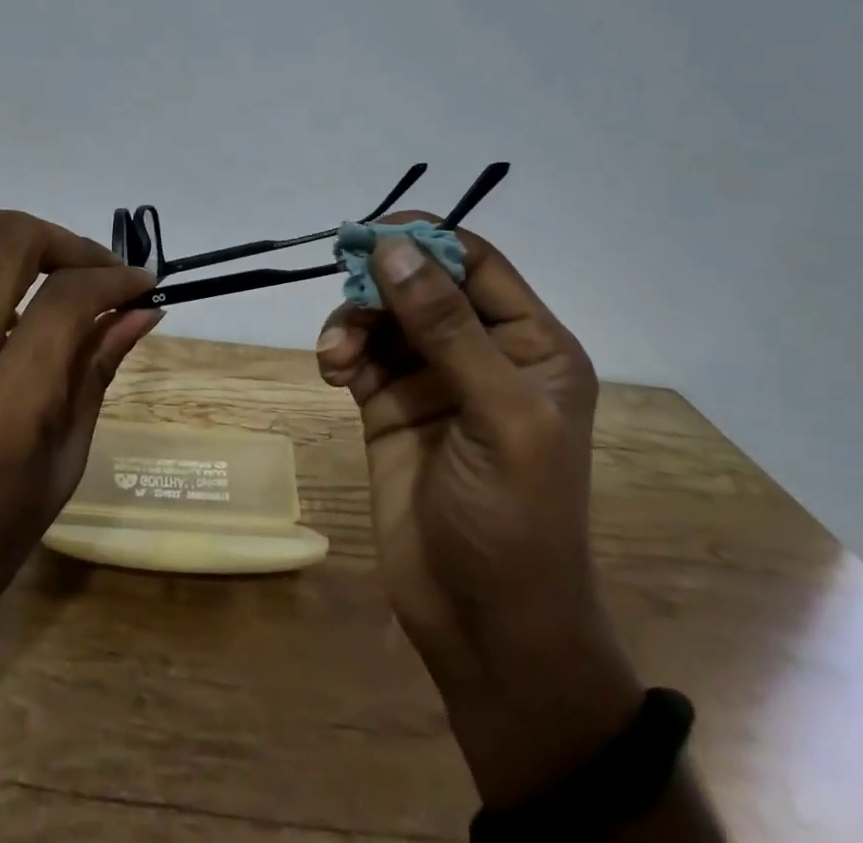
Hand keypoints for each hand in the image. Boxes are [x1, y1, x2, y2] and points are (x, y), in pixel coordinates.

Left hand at [0, 210, 160, 667]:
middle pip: (6, 245)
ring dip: (9, 229)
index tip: (140, 283)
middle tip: (93, 266)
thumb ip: (97, 368)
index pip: (63, 302)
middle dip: (64, 240)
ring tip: (45, 255)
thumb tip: (142, 308)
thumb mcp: (64, 461)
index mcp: (0, 414)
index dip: (112, 278)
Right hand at [315, 214, 645, 809]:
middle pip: (419, 282)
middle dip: (377, 284)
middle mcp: (481, 352)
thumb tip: (393, 246)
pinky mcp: (389, 405)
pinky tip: (332, 373)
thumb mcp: (498, 416)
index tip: (366, 234)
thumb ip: (447, 327)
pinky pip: (358, 352)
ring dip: (352, 321)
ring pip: (381, 315)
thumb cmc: (515, 521)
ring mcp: (431, 379)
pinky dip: (340, 350)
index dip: (423, 239)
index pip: (474, 263)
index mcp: (530, 345)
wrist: (484, 628)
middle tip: (343, 291)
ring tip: (336, 358)